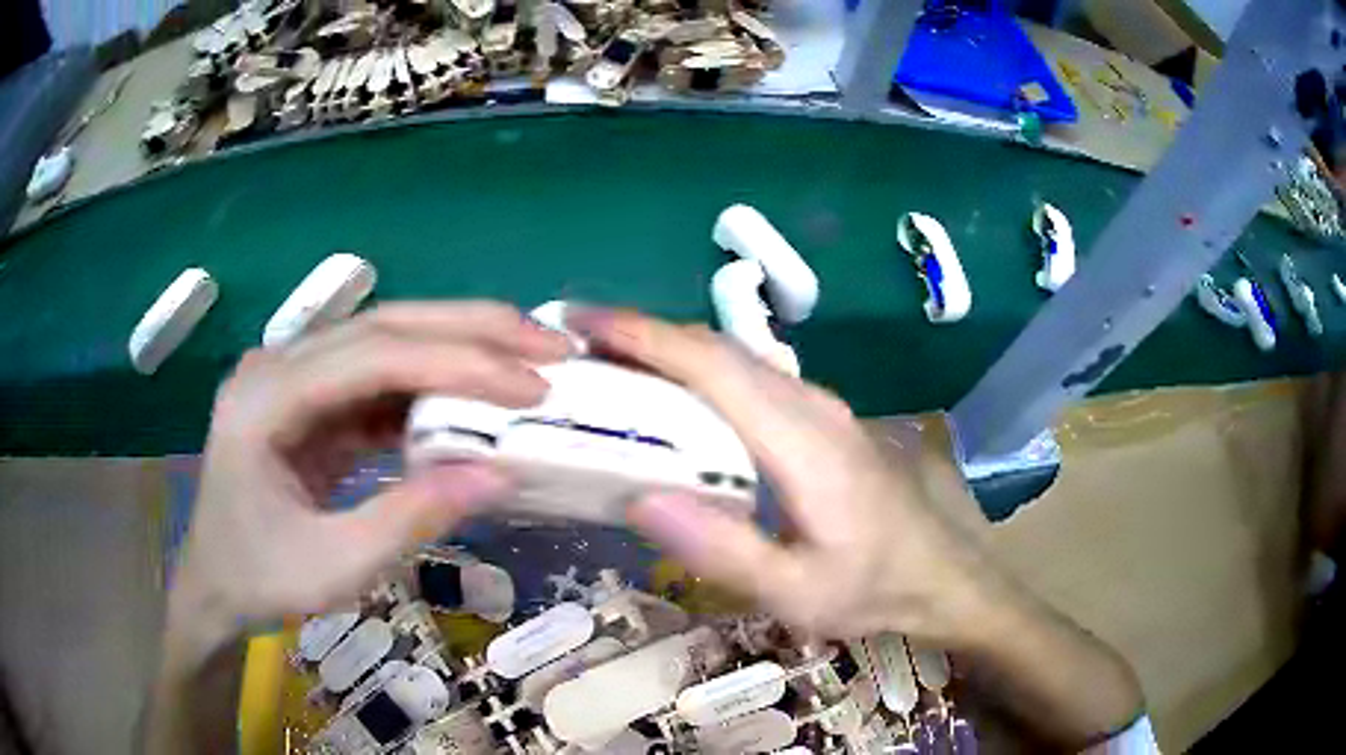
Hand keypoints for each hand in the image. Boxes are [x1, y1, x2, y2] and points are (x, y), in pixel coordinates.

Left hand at [174, 302, 571, 640]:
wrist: (214, 586)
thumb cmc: (261, 581)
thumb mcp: (337, 568)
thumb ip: (413, 518)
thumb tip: (500, 475)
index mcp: (266, 400)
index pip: (372, 356)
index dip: (458, 363)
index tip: (533, 385)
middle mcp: (276, 365)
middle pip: (383, 324)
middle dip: (471, 329)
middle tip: (549, 343)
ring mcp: (292, 376)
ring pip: (384, 339)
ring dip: (457, 346)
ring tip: (525, 359)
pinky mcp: (309, 398)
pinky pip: (375, 377)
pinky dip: (429, 385)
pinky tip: (471, 399)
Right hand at [568, 308, 991, 642]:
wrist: (940, 573)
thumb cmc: (871, 587)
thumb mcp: (796, 592)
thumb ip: (723, 549)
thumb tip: (640, 498)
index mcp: (802, 440)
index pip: (713, 366)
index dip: (645, 337)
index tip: (584, 322)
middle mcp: (809, 404)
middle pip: (718, 348)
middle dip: (644, 334)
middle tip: (576, 343)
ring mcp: (819, 406)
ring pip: (733, 357)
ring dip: (669, 349)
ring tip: (608, 363)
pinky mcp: (820, 417)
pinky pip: (749, 377)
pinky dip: (697, 371)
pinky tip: (670, 396)